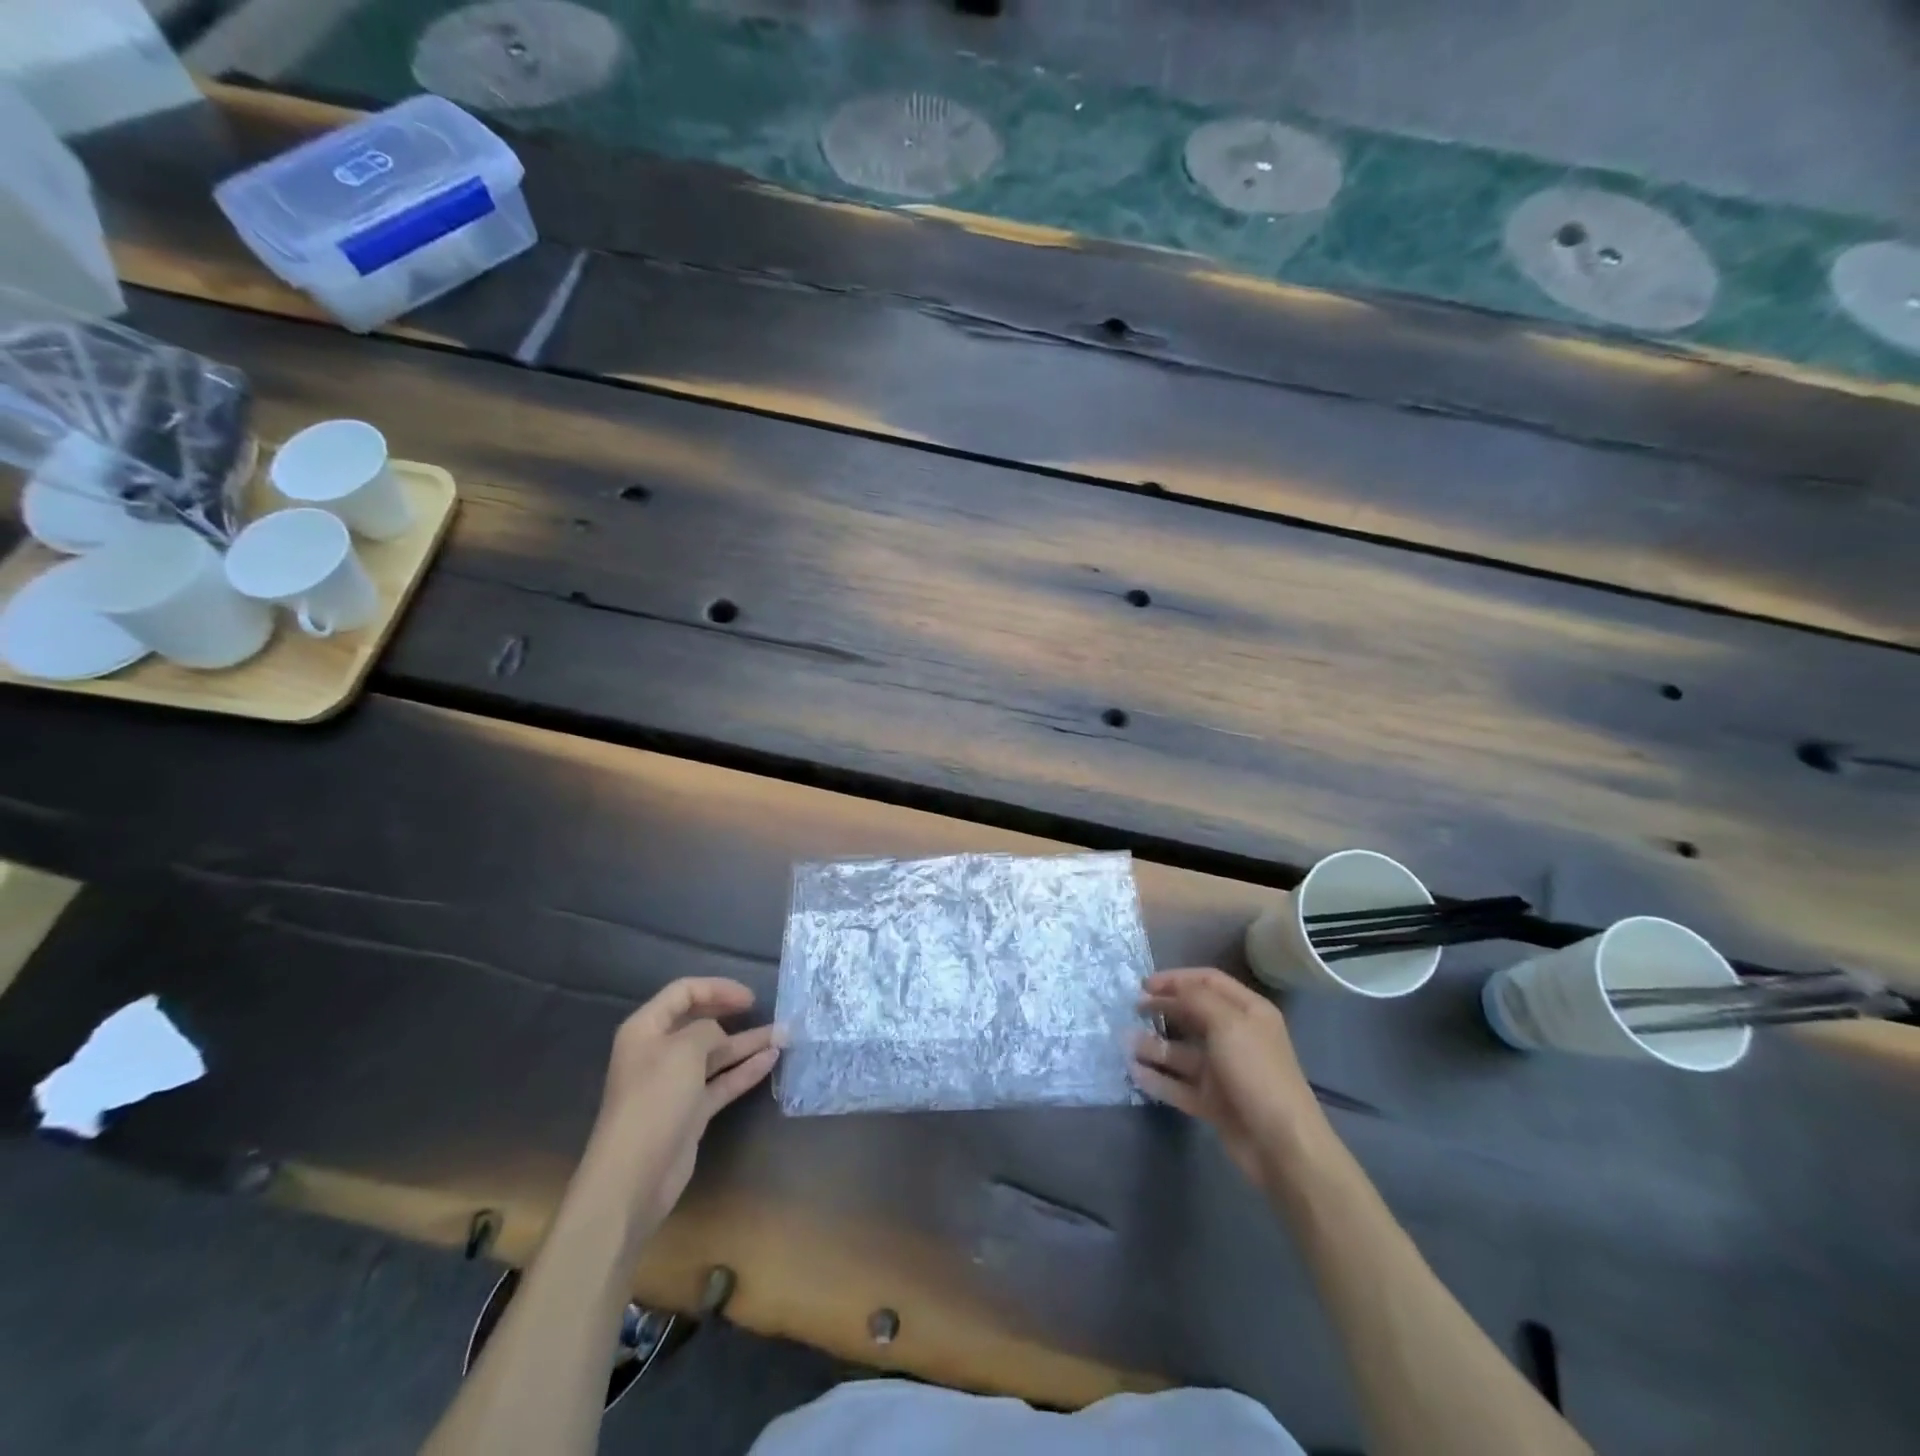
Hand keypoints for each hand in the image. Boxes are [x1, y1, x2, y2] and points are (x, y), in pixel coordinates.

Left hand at [590, 978, 781, 1235]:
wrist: (634, 1176)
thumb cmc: (655, 1100)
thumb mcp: (684, 1050)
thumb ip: (707, 1030)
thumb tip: (718, 1035)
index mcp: (646, 1029)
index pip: (683, 993)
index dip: (717, 989)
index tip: (749, 998)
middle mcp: (659, 1052)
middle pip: (699, 1022)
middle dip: (732, 1015)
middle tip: (762, 1010)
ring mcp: (675, 1084)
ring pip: (716, 1054)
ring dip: (746, 1044)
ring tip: (783, 1035)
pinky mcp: (690, 1111)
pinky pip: (722, 1081)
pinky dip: (745, 1070)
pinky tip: (771, 1060)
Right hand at [1132, 967, 1327, 1185]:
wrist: (1281, 1145)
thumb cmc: (1256, 1072)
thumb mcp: (1228, 1024)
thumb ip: (1196, 999)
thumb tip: (1171, 989)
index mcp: (1248, 1012)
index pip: (1208, 982)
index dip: (1176, 979)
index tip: (1145, 985)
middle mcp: (1236, 1037)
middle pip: (1193, 1014)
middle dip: (1163, 1009)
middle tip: (1133, 1010)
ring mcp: (1223, 1071)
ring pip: (1182, 1052)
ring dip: (1154, 1045)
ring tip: (1126, 1043)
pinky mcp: (1213, 1101)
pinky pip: (1179, 1084)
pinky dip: (1158, 1078)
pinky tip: (1135, 1072)